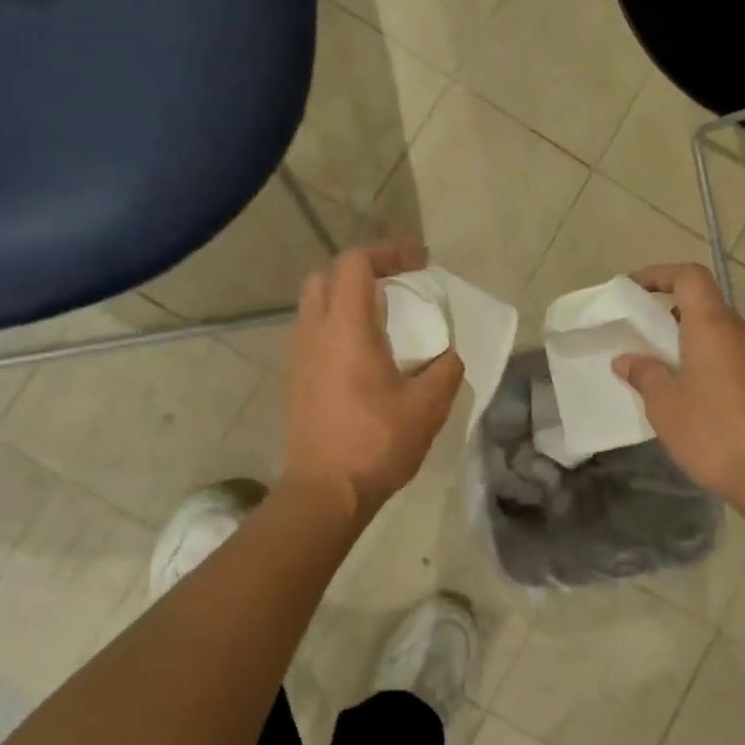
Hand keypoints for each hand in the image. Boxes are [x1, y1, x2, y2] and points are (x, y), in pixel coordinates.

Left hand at [284, 243, 464, 520]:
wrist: (325, 491)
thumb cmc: (376, 443)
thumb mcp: (428, 406)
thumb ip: (445, 370)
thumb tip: (449, 355)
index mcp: (346, 329)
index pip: (354, 263)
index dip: (386, 253)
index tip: (416, 267)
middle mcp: (314, 332)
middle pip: (326, 276)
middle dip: (360, 271)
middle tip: (395, 286)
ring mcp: (298, 356)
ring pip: (314, 304)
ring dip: (345, 298)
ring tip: (381, 319)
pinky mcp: (295, 379)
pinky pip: (311, 332)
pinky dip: (335, 326)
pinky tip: (362, 355)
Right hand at [613, 263, 744, 508]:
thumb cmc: (713, 433)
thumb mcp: (665, 406)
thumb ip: (645, 374)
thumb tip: (627, 359)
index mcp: (714, 327)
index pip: (690, 277)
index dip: (660, 274)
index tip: (634, 288)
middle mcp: (744, 333)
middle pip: (707, 306)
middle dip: (673, 315)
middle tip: (645, 338)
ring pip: (723, 335)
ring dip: (694, 343)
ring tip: (668, 372)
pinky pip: (738, 359)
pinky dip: (714, 364)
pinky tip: (699, 398)